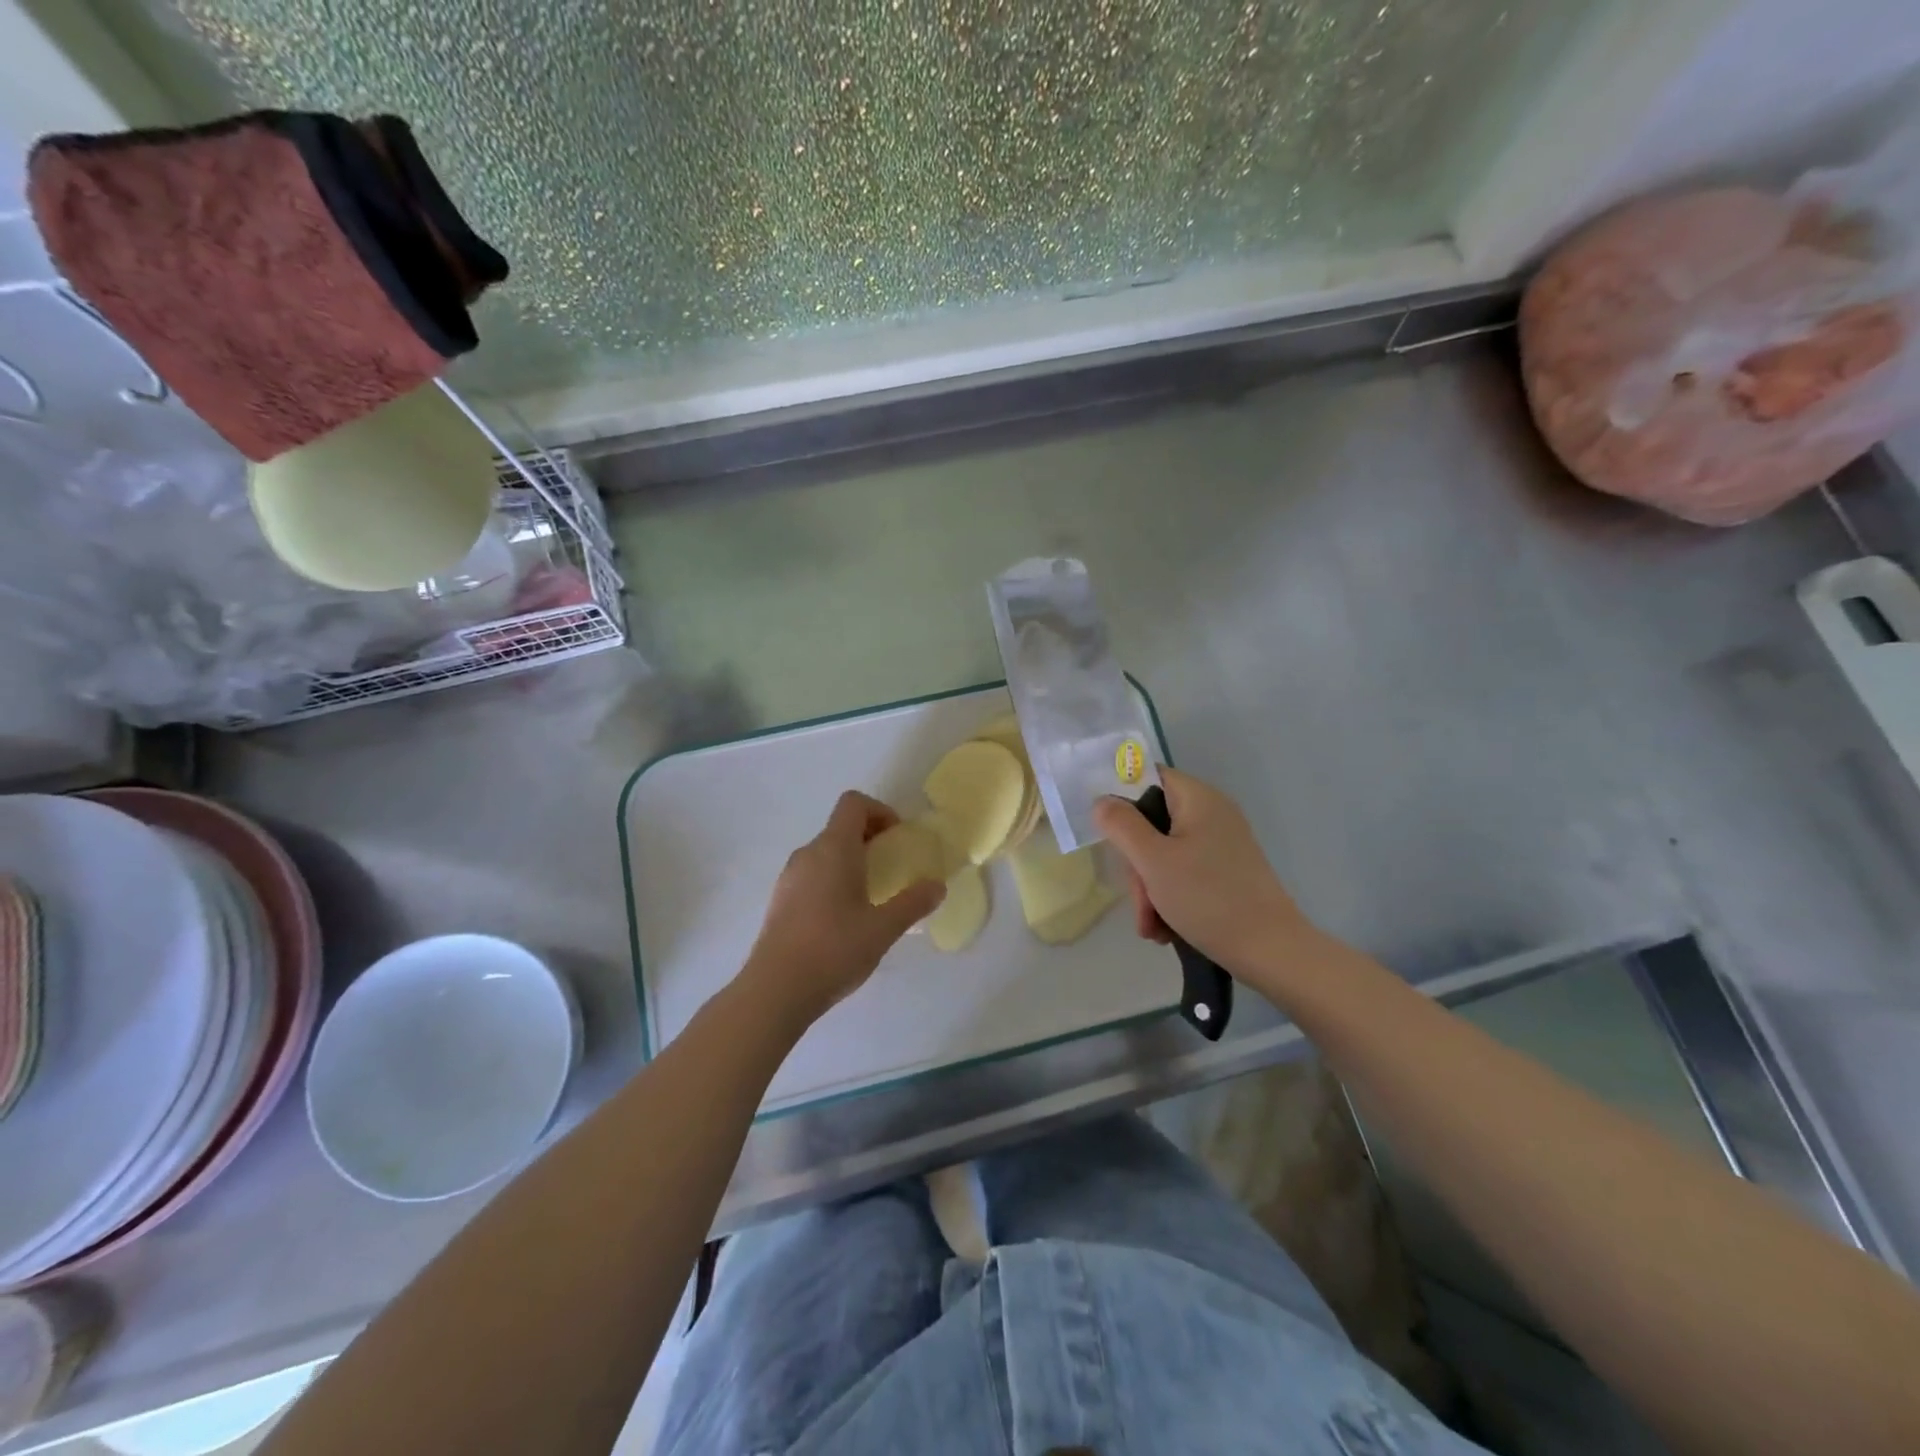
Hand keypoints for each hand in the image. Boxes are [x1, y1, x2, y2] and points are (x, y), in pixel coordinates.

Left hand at [741, 790, 945, 1024]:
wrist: (775, 990)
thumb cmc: (834, 950)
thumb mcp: (883, 928)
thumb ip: (913, 903)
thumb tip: (937, 886)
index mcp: (833, 849)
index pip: (854, 803)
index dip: (880, 811)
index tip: (897, 839)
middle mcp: (808, 854)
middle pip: (840, 827)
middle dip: (870, 839)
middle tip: (892, 869)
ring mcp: (789, 877)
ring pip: (825, 853)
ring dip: (851, 862)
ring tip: (871, 896)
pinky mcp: (780, 901)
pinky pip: (811, 875)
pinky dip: (832, 881)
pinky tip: (844, 920)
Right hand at [1093, 766, 1319, 980]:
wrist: (1271, 951)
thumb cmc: (1208, 898)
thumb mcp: (1153, 861)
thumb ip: (1121, 825)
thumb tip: (1102, 801)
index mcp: (1198, 798)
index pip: (1148, 777)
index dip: (1121, 798)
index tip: (1107, 832)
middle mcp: (1212, 814)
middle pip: (1153, 822)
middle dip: (1137, 865)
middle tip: (1139, 901)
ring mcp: (1221, 844)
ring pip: (1164, 854)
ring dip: (1150, 890)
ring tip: (1152, 927)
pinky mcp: (1226, 872)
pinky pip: (1184, 874)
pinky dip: (1170, 898)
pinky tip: (1166, 929)